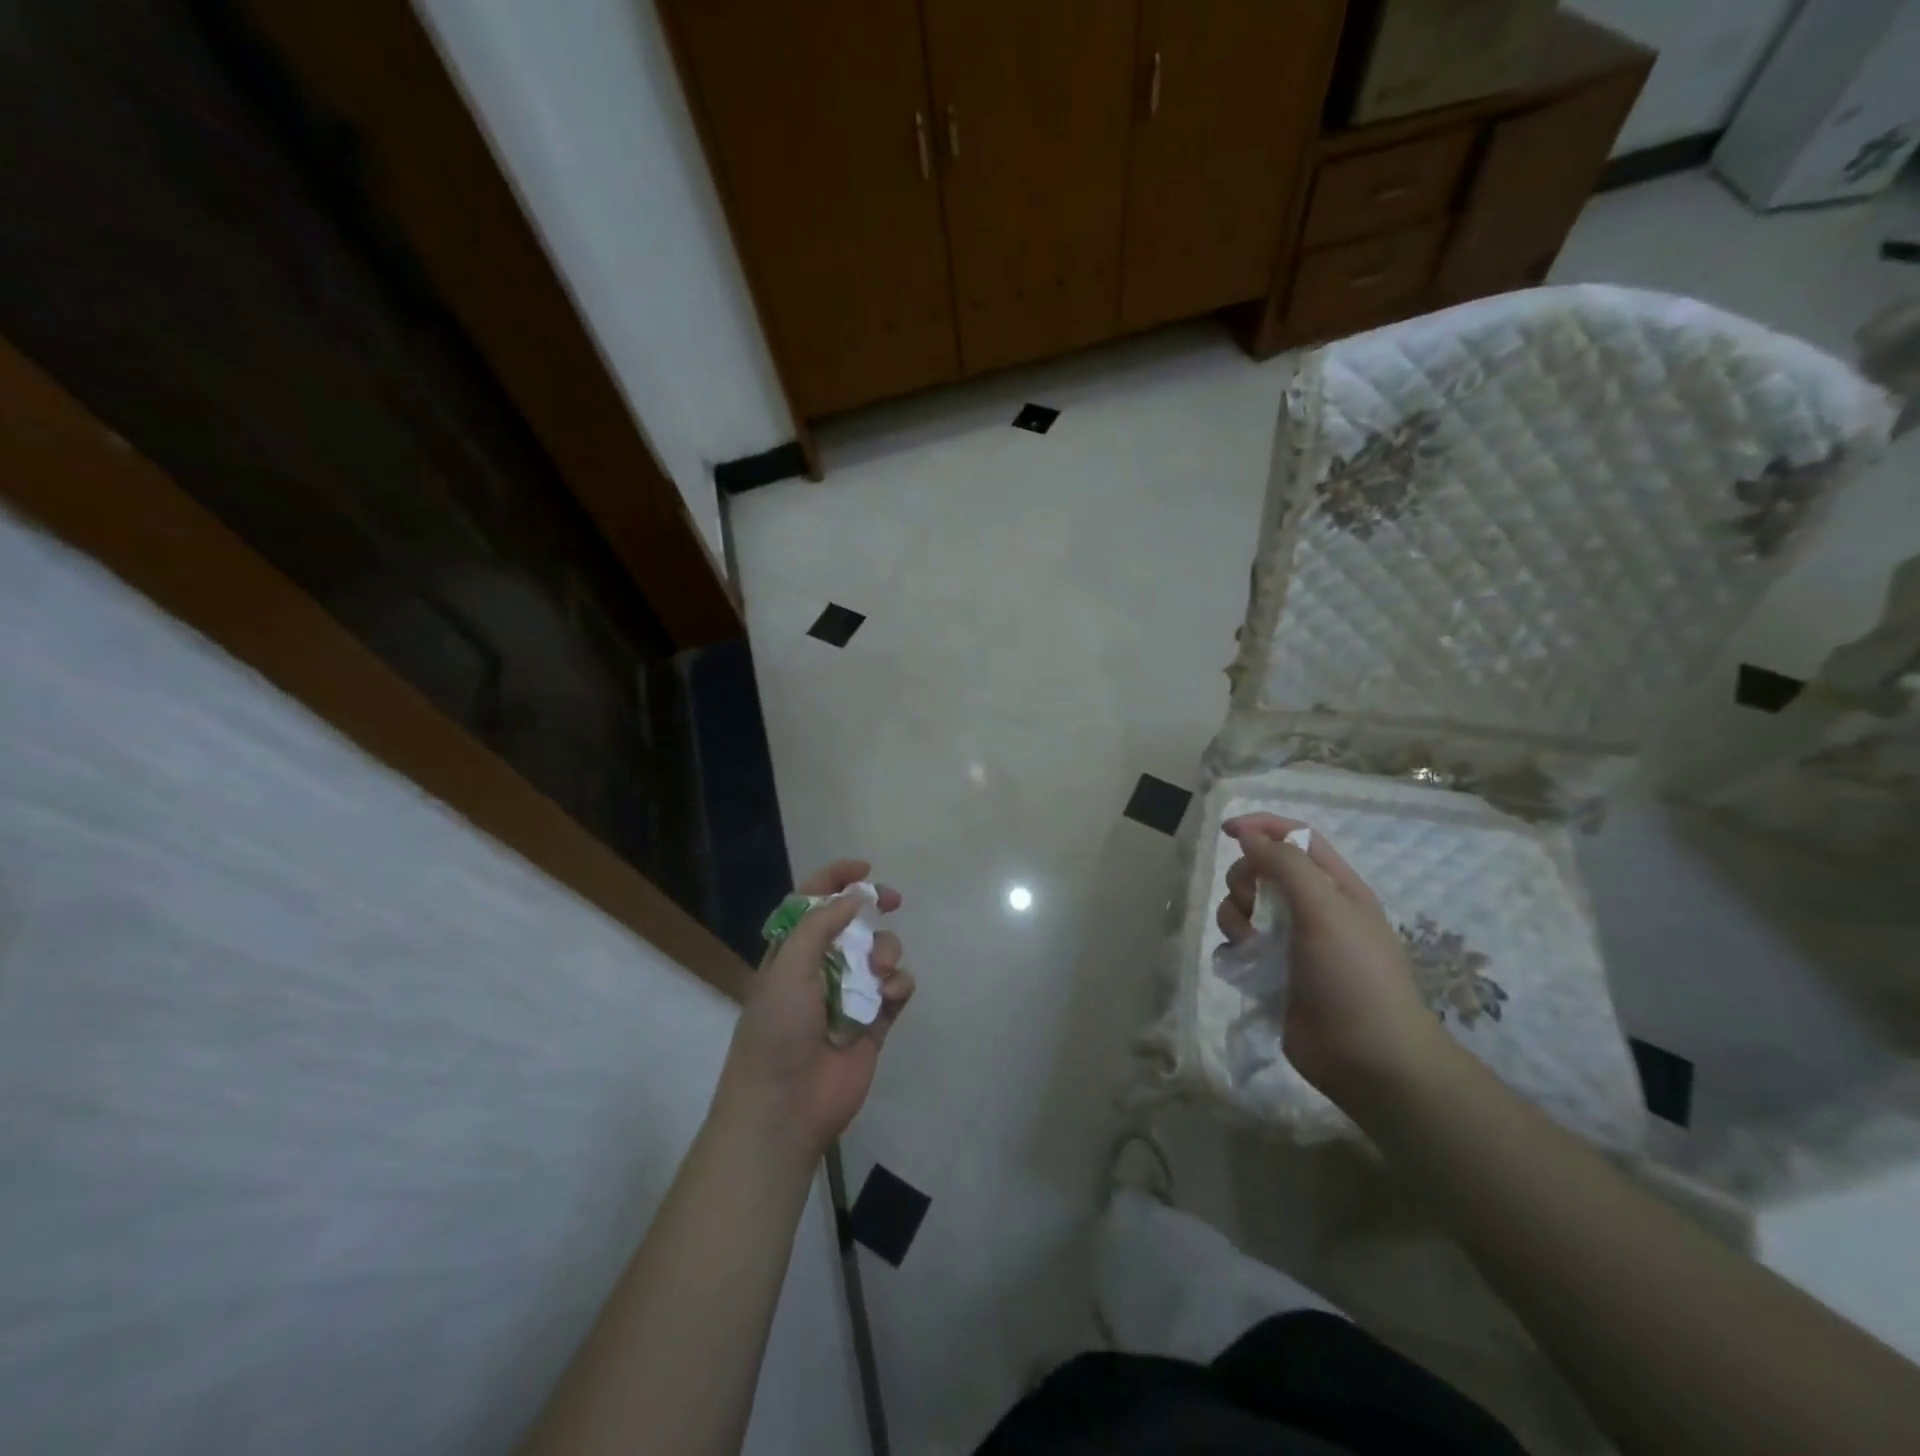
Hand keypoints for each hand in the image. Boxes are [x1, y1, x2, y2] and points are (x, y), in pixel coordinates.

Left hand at [715, 860, 914, 1162]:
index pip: (811, 902)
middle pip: (853, 923)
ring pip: (880, 953)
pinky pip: (897, 989)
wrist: (785, 1106)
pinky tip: (889, 996)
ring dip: (886, 951)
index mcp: (791, 952)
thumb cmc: (777, 1030)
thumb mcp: (788, 967)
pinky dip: (899, 985)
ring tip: (881, 971)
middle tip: (893, 899)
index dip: (834, 879)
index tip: (863, 868)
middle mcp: (821, 968)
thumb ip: (819, 925)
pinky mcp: (875, 1022)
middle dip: (873, 906)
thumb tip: (853, 898)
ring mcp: (850, 995)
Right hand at [1217, 815, 1454, 1104]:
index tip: (1227, 831)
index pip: (1296, 838)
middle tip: (1251, 904)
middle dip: (1245, 879)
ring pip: (1245, 907)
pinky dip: (1234, 945)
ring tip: (1249, 941)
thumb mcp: (1326, 909)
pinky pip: (1239, 942)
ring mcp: (1292, 942)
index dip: (1262, 827)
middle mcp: (1313, 909)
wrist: (1368, 1058)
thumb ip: (1286, 866)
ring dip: (1236, 915)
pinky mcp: (1272, 972)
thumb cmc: (1354, 975)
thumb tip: (1249, 835)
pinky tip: (1242, 962)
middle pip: (1263, 871)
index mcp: (1336, 887)